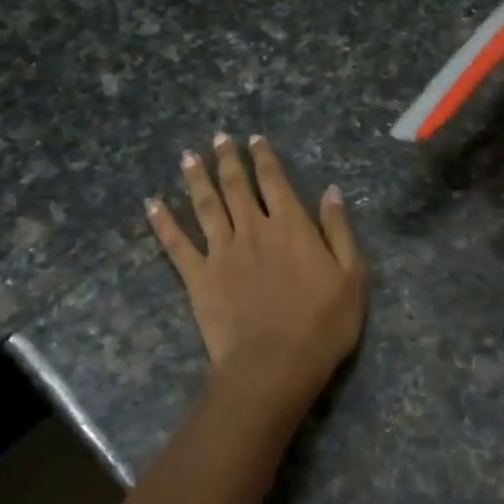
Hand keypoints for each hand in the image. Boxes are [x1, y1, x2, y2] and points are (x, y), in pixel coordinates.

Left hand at [146, 134, 366, 407]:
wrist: (274, 364)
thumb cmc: (322, 324)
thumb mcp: (352, 276)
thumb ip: (339, 231)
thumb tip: (331, 191)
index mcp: (291, 226)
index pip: (275, 181)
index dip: (264, 158)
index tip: (254, 139)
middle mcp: (253, 229)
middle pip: (236, 186)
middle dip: (228, 159)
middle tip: (218, 138)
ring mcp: (222, 252)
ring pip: (205, 206)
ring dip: (196, 179)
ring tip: (188, 156)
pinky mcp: (198, 277)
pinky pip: (176, 244)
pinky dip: (163, 222)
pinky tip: (152, 204)